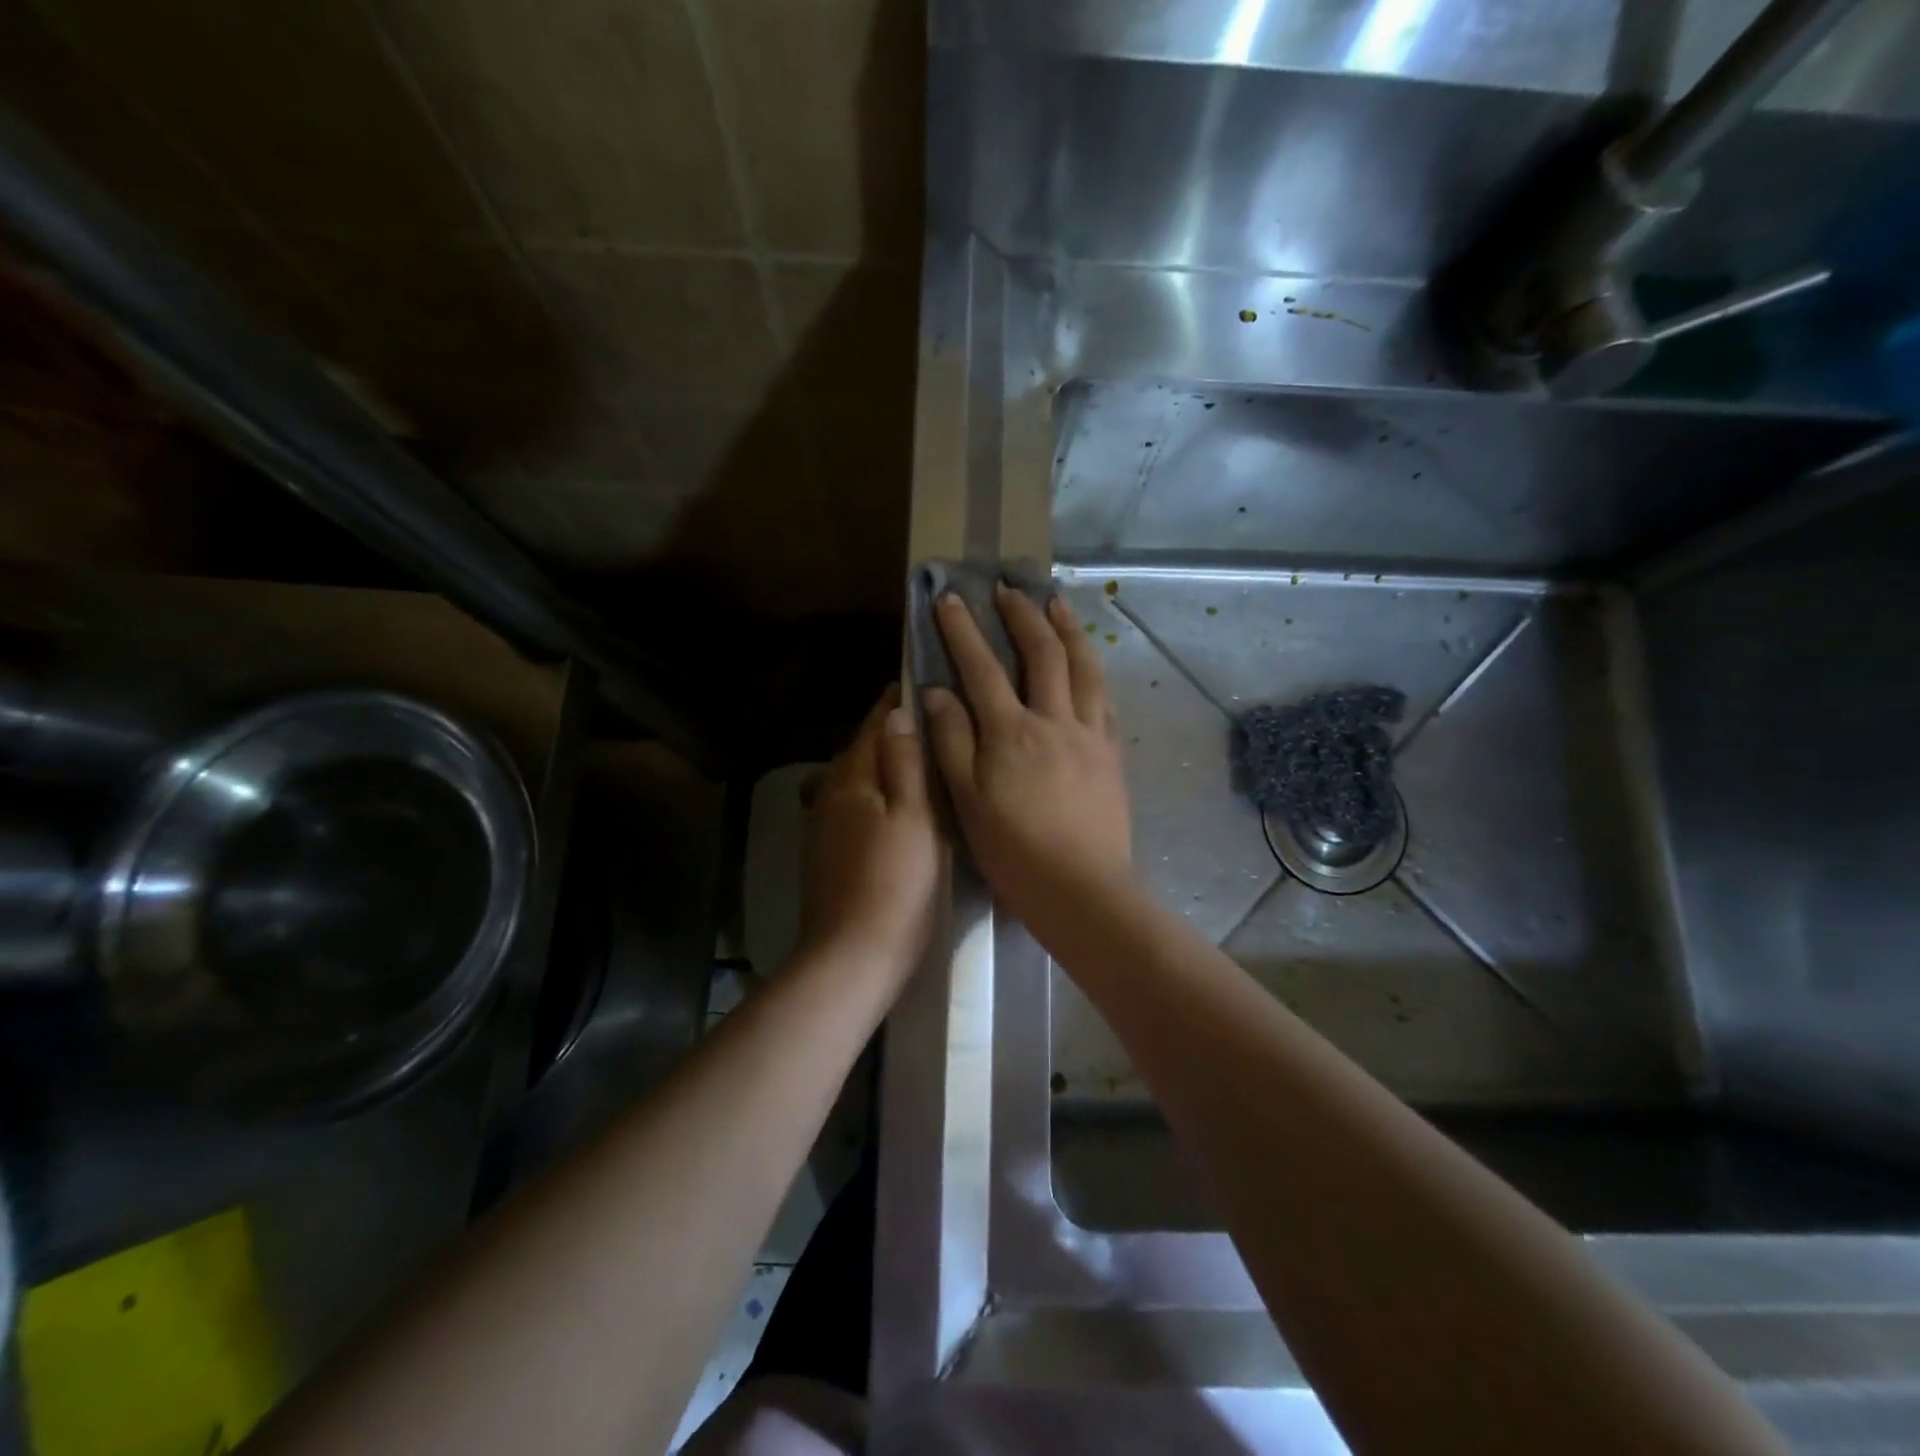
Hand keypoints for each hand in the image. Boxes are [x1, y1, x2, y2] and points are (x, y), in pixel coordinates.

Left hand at [798, 685, 943, 988]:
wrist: (853, 956)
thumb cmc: (897, 883)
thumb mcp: (915, 818)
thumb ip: (906, 763)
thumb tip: (897, 713)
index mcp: (852, 780)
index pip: (872, 726)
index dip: (892, 703)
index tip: (915, 682)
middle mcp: (829, 795)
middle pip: (858, 751)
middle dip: (885, 732)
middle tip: (924, 721)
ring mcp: (823, 827)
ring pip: (853, 780)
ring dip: (877, 764)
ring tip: (913, 760)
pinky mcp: (825, 855)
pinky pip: (850, 807)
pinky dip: (871, 794)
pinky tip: (891, 807)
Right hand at [923, 585, 1133, 942]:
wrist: (1081, 890)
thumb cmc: (1014, 851)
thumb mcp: (967, 800)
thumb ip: (951, 741)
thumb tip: (936, 691)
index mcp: (1011, 732)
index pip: (982, 667)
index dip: (963, 630)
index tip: (949, 598)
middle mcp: (1054, 721)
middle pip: (1042, 654)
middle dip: (1022, 615)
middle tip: (1010, 587)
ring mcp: (1089, 735)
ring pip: (1084, 668)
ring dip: (1068, 630)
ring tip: (1057, 603)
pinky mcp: (1111, 755)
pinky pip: (1105, 701)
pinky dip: (1095, 672)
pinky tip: (1091, 665)